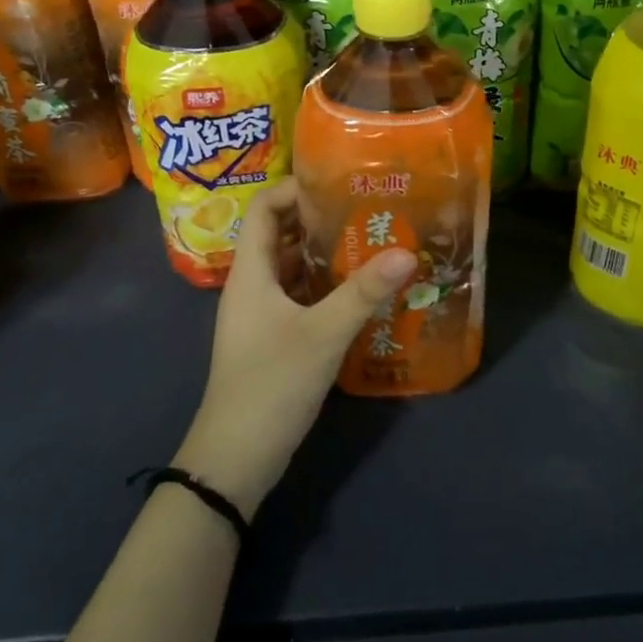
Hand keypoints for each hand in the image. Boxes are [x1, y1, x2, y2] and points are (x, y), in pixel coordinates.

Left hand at [174, 180, 415, 518]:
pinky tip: (362, 288)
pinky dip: (327, 284)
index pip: (263, 209)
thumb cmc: (271, 384)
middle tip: (366, 207)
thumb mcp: (323, 334)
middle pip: (280, 234)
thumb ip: (364, 292)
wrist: (236, 459)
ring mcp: (262, 314)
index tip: (337, 182)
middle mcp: (253, 286)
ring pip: (293, 266)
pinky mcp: (275, 337)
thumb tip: (407, 252)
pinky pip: (301, 295)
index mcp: (251, 273)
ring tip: (372, 240)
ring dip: (327, 251)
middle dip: (319, 217)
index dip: (294, 188)